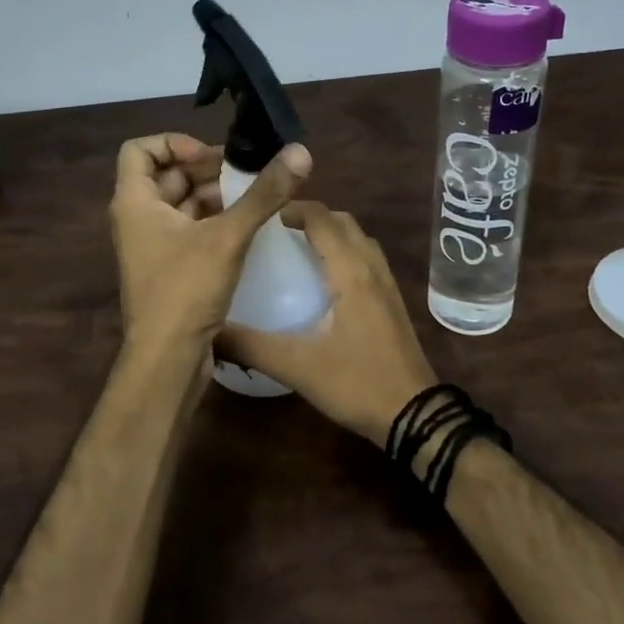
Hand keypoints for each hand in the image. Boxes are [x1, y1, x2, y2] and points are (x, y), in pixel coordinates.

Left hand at [111, 133, 311, 355]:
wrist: (167, 361)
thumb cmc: (185, 290)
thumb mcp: (227, 236)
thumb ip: (263, 194)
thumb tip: (300, 152)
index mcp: (134, 202)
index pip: (139, 150)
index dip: (174, 143)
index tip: (211, 156)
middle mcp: (138, 219)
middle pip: (166, 176)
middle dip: (206, 169)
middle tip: (248, 171)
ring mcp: (152, 246)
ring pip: (182, 205)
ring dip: (214, 195)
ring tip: (255, 195)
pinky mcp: (170, 269)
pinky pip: (190, 230)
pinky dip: (214, 221)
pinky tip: (248, 226)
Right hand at [217, 203, 436, 445]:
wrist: (415, 415)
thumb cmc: (356, 383)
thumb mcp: (296, 366)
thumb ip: (249, 346)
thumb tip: (207, 331)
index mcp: (350, 272)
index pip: (322, 219)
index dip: (292, 208)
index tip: (262, 215)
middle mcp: (372, 268)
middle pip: (343, 222)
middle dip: (311, 217)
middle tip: (276, 231)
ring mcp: (387, 285)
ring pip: (359, 240)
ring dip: (332, 233)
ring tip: (298, 249)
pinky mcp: (393, 303)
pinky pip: (368, 260)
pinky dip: (345, 253)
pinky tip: (324, 282)